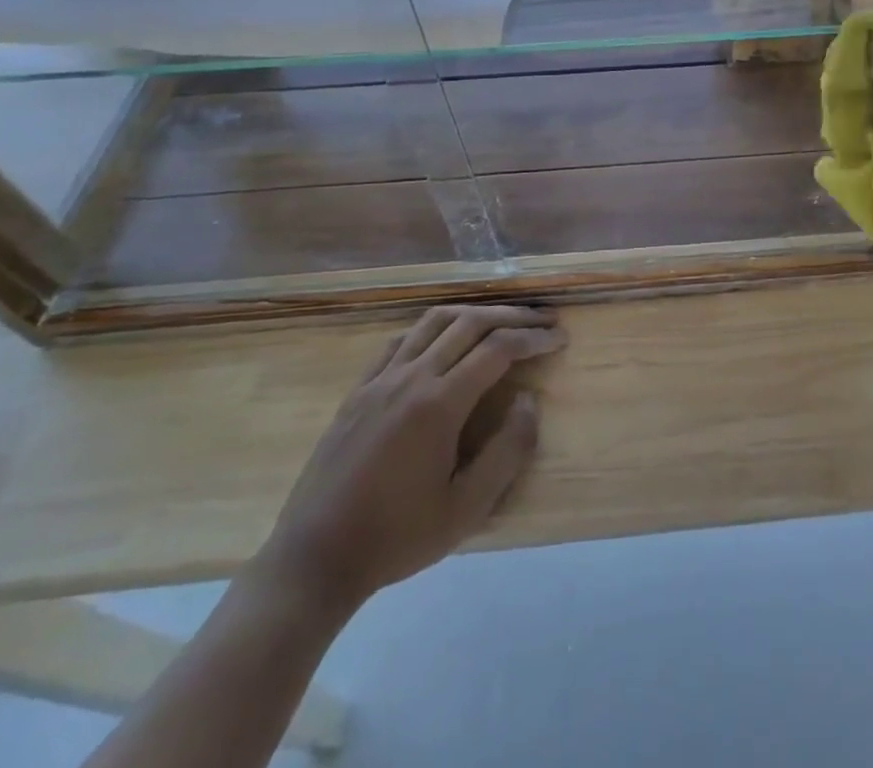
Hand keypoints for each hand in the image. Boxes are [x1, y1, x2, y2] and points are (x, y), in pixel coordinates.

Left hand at [252, 305, 565, 617]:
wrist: (313, 559)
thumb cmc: (396, 538)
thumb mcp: (466, 509)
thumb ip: (507, 451)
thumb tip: (529, 400)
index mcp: (439, 404)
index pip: (498, 349)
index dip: (534, 339)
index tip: (559, 339)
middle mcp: (411, 377)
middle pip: (471, 323)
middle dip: (513, 316)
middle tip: (543, 321)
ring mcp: (380, 379)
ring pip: (435, 321)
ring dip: (475, 312)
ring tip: (502, 320)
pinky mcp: (358, 389)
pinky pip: (401, 340)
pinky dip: (433, 328)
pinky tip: (444, 339)